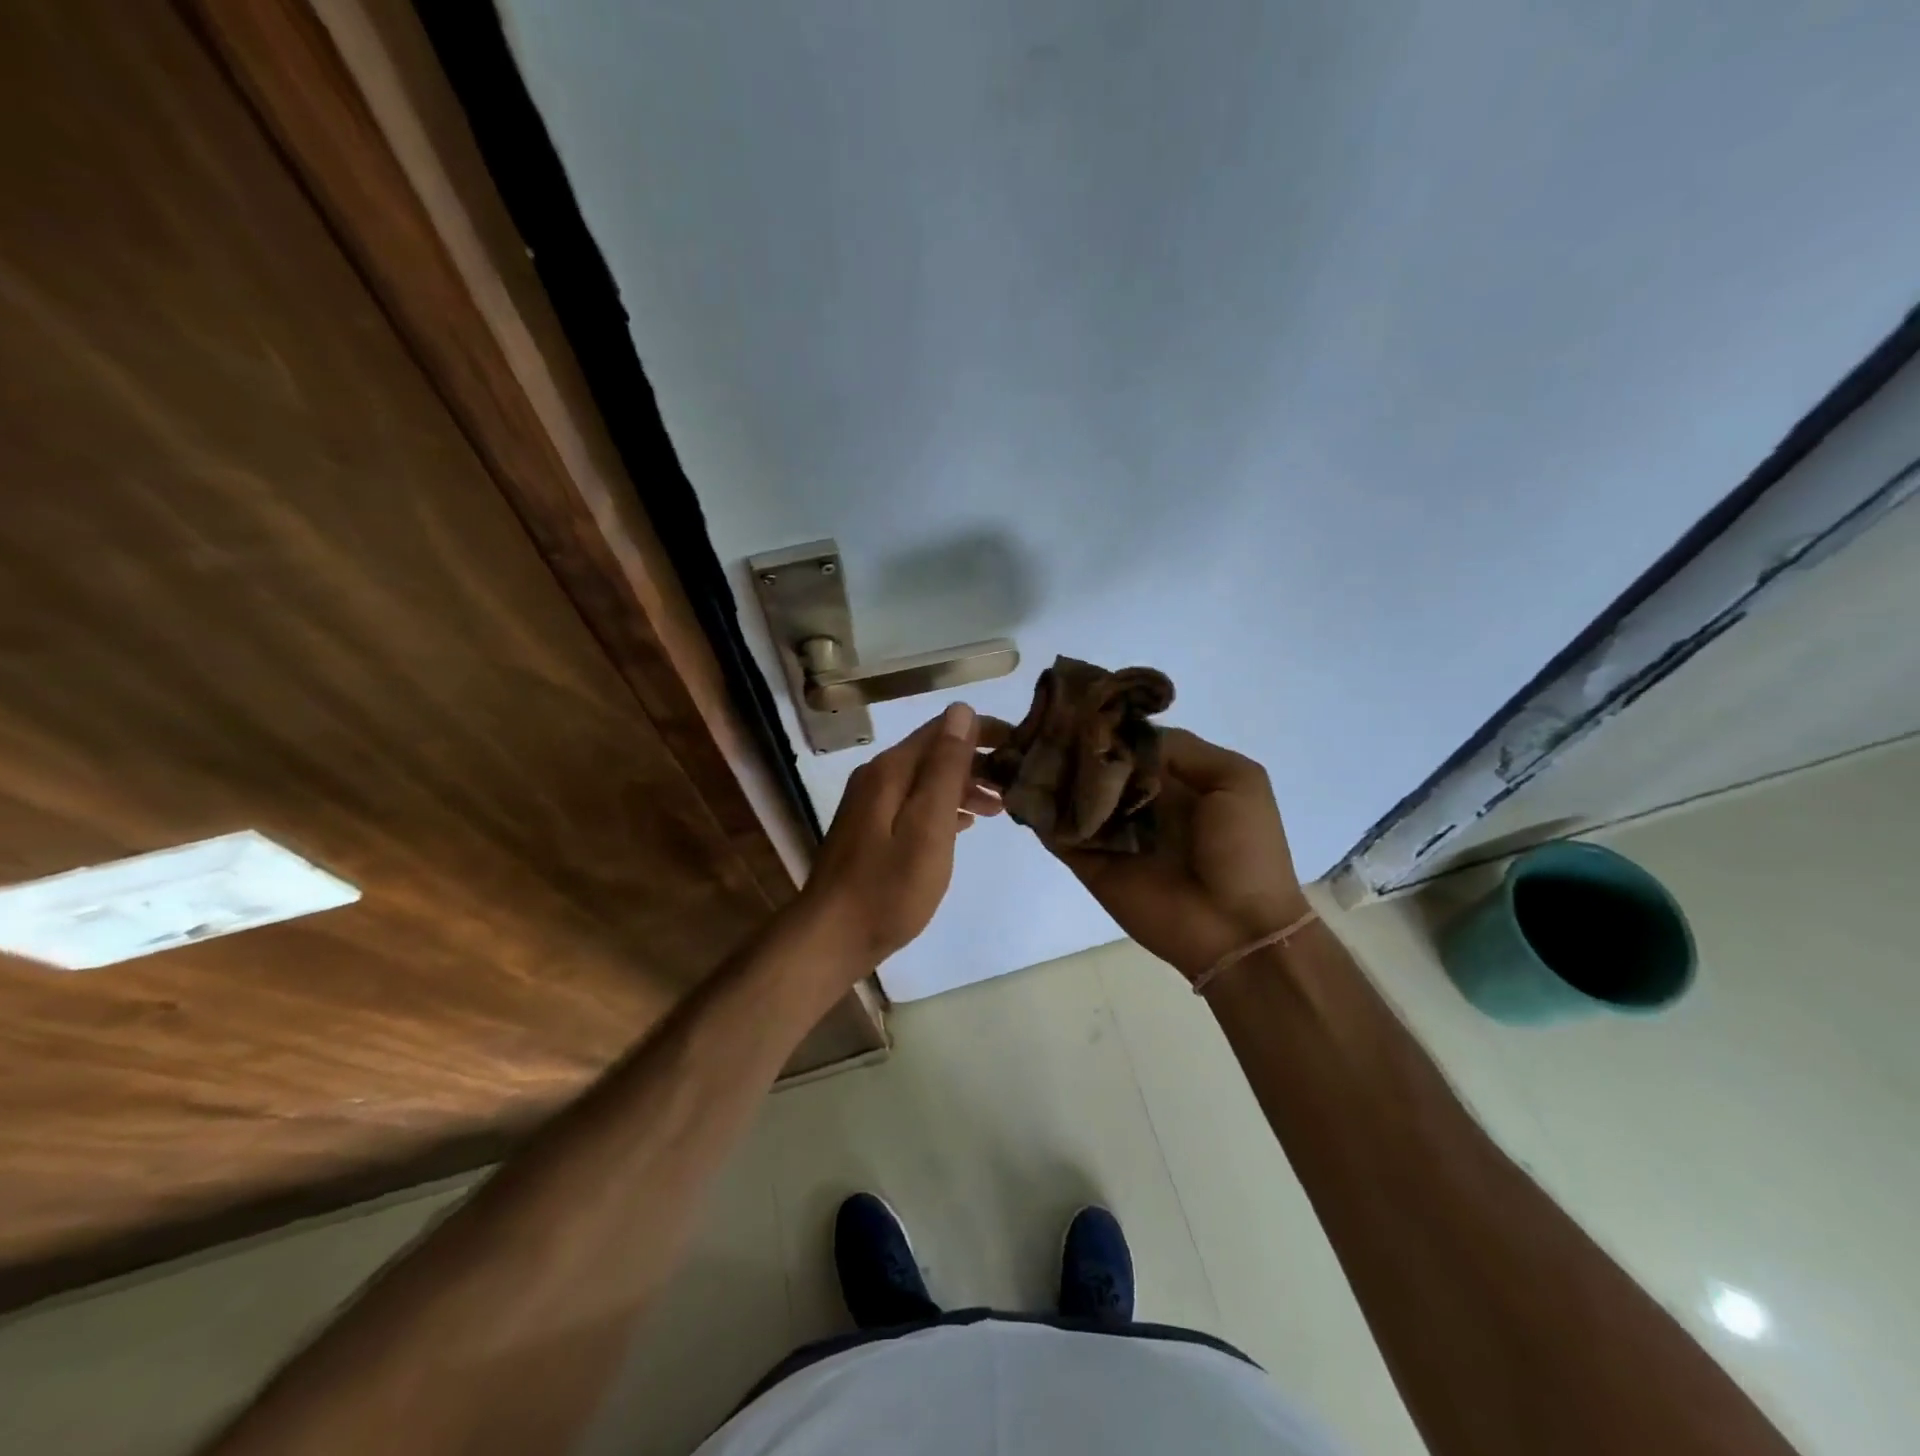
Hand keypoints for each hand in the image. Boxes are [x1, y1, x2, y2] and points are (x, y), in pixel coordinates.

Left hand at [799, 703, 1001, 967]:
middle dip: (978, 761)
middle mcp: (878, 776)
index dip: (984, 731)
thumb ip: (945, 769)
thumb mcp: (927, 827)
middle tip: (1018, 784)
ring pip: (926, 779)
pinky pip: (915, 803)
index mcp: (891, 770)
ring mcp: (870, 803)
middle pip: (934, 752)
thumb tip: (961, 711)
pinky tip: (965, 824)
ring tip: (1001, 808)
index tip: (1021, 745)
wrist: (830, 937)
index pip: (944, 728)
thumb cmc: (888, 888)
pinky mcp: (870, 829)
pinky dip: (944, 807)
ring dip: (964, 786)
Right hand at [1013, 727, 1308, 981]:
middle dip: (1063, 739)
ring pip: (1066, 792)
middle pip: (1090, 761)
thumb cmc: (1245, 849)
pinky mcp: (1087, 861)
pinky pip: (1056, 831)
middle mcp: (1132, 797)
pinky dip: (1035, 810)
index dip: (1100, 717)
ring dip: (1043, 770)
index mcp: (1169, 775)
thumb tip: (1123, 733)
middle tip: (1031, 716)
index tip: (1068, 695)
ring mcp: (1107, 829)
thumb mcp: (1236, 779)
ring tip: (1012, 742)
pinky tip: (1013, 783)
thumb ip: (1182, 749)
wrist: (1237, 928)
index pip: (1124, 737)